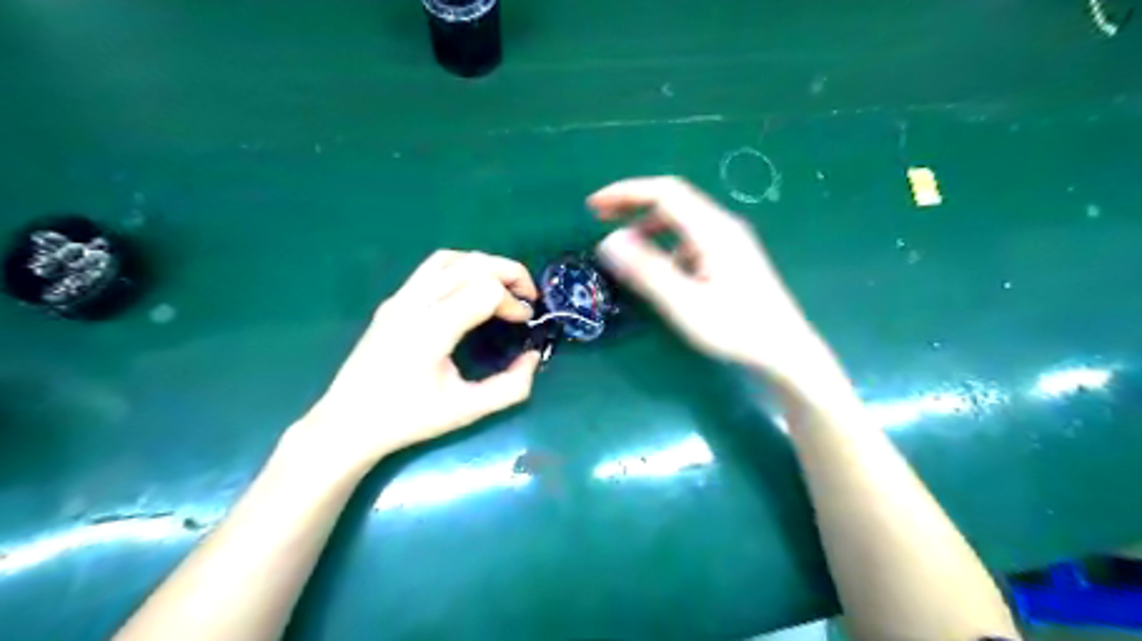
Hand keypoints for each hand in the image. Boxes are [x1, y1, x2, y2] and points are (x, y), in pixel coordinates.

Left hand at [293, 250, 541, 469]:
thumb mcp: (467, 410)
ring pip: (451, 258)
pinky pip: (432, 268)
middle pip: (473, 264)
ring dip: (485, 265)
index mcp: (433, 329)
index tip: (524, 323)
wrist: (347, 423)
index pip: (486, 290)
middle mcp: (415, 304)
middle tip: (529, 295)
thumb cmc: (408, 419)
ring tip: (504, 286)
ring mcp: (400, 298)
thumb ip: (510, 387)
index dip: (514, 302)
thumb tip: (533, 357)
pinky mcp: (393, 301)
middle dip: (509, 272)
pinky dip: (462, 267)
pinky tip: (472, 289)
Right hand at [594, 175, 836, 380]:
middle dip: (633, 203)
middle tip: (599, 215)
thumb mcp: (684, 303)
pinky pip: (690, 237)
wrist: (784, 349)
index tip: (593, 205)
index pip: (663, 192)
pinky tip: (661, 266)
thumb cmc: (735, 328)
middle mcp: (722, 225)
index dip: (625, 193)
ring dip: (648, 223)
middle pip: (672, 199)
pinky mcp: (730, 256)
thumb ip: (646, 271)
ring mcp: (729, 240)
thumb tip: (609, 242)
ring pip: (681, 219)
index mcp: (712, 229)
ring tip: (624, 243)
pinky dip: (665, 242)